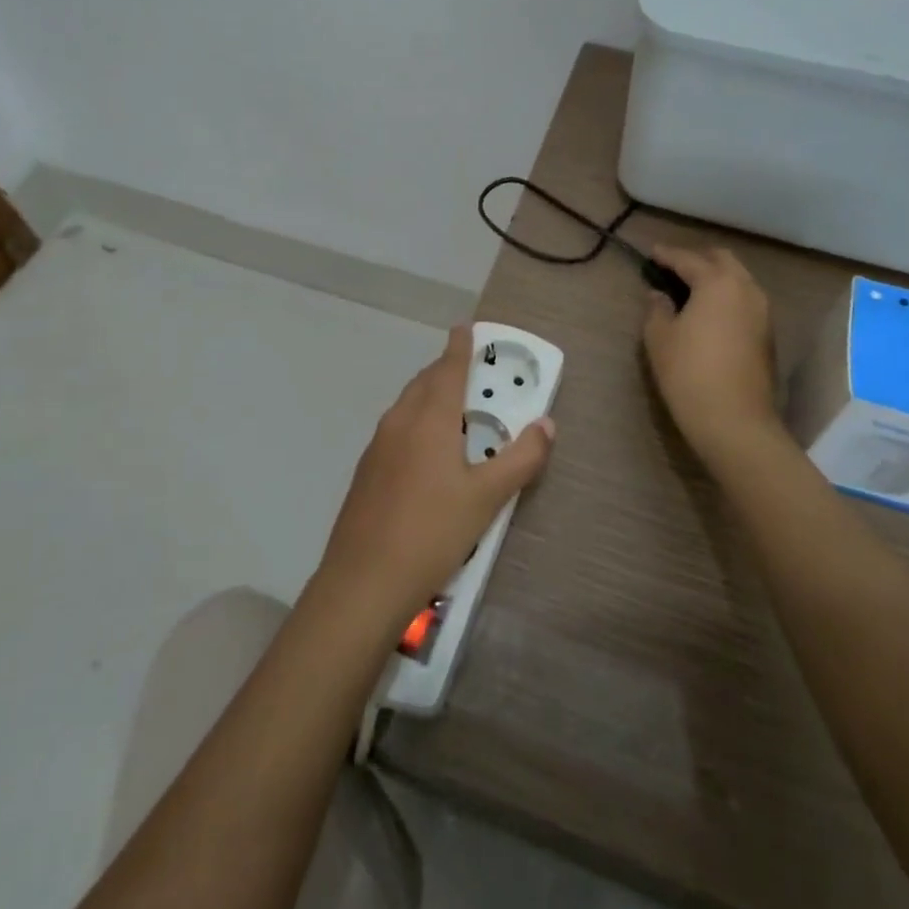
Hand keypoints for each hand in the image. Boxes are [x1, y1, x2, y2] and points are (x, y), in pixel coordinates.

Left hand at [317, 325, 553, 625]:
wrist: (363, 582)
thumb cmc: (432, 532)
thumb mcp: (487, 498)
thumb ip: (521, 459)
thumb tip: (546, 424)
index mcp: (429, 419)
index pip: (448, 369)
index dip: (459, 347)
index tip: (465, 327)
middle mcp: (399, 422)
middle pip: (424, 383)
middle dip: (445, 369)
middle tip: (468, 369)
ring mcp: (377, 446)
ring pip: (406, 405)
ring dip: (429, 395)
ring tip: (452, 407)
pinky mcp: (366, 471)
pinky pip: (396, 429)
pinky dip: (415, 421)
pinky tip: (425, 452)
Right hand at [642, 246, 781, 464]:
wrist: (735, 422)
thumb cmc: (689, 373)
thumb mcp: (659, 338)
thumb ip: (657, 308)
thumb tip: (660, 295)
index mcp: (717, 283)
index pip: (688, 259)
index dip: (666, 254)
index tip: (651, 253)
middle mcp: (746, 289)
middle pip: (722, 260)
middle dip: (697, 259)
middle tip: (673, 268)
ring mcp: (762, 311)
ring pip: (738, 279)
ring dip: (715, 277)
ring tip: (690, 289)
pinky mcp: (768, 334)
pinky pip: (745, 300)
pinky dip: (727, 296)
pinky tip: (709, 311)